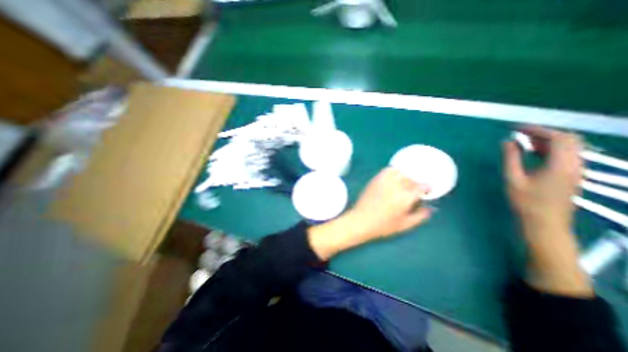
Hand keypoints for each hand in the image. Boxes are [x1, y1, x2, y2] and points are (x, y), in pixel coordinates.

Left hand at [309, 167, 431, 261]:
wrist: (361, 220)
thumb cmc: (383, 226)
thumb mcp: (405, 225)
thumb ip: (420, 216)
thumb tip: (432, 208)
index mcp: (405, 197)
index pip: (421, 186)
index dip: (426, 188)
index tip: (426, 192)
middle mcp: (396, 186)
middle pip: (411, 178)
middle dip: (416, 183)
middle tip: (415, 190)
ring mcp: (384, 181)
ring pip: (401, 173)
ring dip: (406, 176)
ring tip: (405, 184)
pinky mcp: (375, 179)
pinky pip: (388, 170)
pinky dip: (394, 172)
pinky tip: (394, 178)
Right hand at [504, 126, 580, 232]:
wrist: (545, 224)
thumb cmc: (526, 202)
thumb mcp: (513, 179)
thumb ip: (511, 158)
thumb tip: (507, 142)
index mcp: (561, 165)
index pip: (557, 138)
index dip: (538, 130)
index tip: (517, 128)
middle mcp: (575, 165)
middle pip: (568, 139)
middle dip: (544, 133)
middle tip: (521, 133)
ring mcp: (576, 171)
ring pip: (569, 147)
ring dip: (548, 140)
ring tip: (524, 141)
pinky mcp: (572, 176)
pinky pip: (566, 155)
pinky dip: (551, 149)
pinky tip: (534, 152)